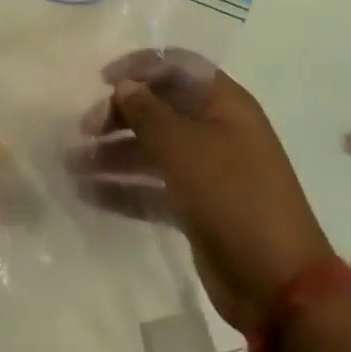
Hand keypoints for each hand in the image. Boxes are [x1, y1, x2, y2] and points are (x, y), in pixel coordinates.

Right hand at [74, 50, 333, 335]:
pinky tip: (87, 193)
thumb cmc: (232, 196)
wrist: (279, 286)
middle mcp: (216, 130)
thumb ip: (147, 110)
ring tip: (71, 165)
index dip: (139, 66)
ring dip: (113, 154)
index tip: (102, 80)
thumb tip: (124, 85)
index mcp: (223, 103)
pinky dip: (124, 188)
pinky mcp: (197, 208)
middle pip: (159, 108)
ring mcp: (208, 171)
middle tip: (84, 130)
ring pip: (152, 150)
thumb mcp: (183, 147)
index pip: (176, 65)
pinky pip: (154, 188)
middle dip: (119, 115)